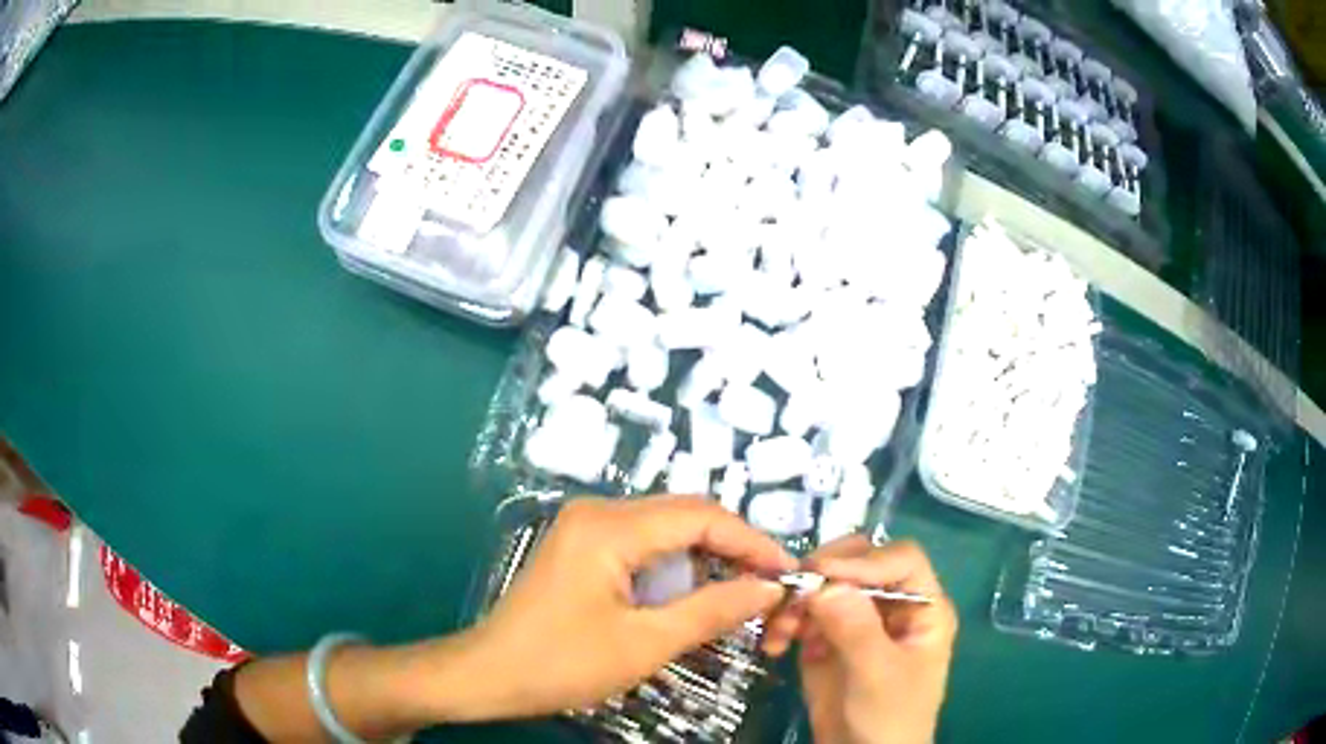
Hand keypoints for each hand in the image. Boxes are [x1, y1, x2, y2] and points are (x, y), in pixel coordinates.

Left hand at [442, 496, 795, 720]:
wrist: (490, 674)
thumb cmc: (562, 663)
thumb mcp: (645, 643)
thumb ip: (712, 610)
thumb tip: (769, 588)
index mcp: (609, 527)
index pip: (701, 516)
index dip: (752, 542)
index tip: (787, 573)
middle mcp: (598, 511)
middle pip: (685, 515)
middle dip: (732, 549)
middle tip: (769, 587)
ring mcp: (586, 526)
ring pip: (667, 529)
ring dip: (706, 558)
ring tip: (739, 595)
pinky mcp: (582, 546)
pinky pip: (644, 544)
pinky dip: (676, 567)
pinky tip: (693, 595)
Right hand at [764, 536, 956, 743]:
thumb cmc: (888, 719)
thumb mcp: (877, 676)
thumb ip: (856, 629)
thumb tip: (824, 583)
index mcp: (923, 607)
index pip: (900, 560)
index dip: (865, 561)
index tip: (821, 575)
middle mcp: (892, 605)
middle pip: (860, 563)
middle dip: (824, 573)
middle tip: (792, 590)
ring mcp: (858, 620)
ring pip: (826, 584)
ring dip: (797, 600)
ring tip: (779, 631)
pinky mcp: (828, 638)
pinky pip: (805, 613)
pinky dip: (786, 621)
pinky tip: (776, 644)